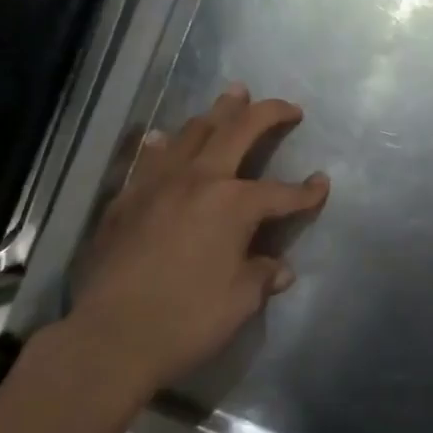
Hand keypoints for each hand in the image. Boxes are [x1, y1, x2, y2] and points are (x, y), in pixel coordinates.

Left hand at [66, 84, 329, 390]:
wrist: (110, 336)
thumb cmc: (186, 320)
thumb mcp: (239, 302)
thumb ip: (261, 275)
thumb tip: (278, 268)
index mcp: (233, 204)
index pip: (280, 192)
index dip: (306, 192)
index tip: (322, 184)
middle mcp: (198, 180)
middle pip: (238, 131)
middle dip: (266, 114)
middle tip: (287, 107)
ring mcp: (157, 184)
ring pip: (192, 133)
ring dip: (217, 112)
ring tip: (233, 96)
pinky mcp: (127, 198)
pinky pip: (150, 158)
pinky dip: (165, 143)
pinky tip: (164, 136)